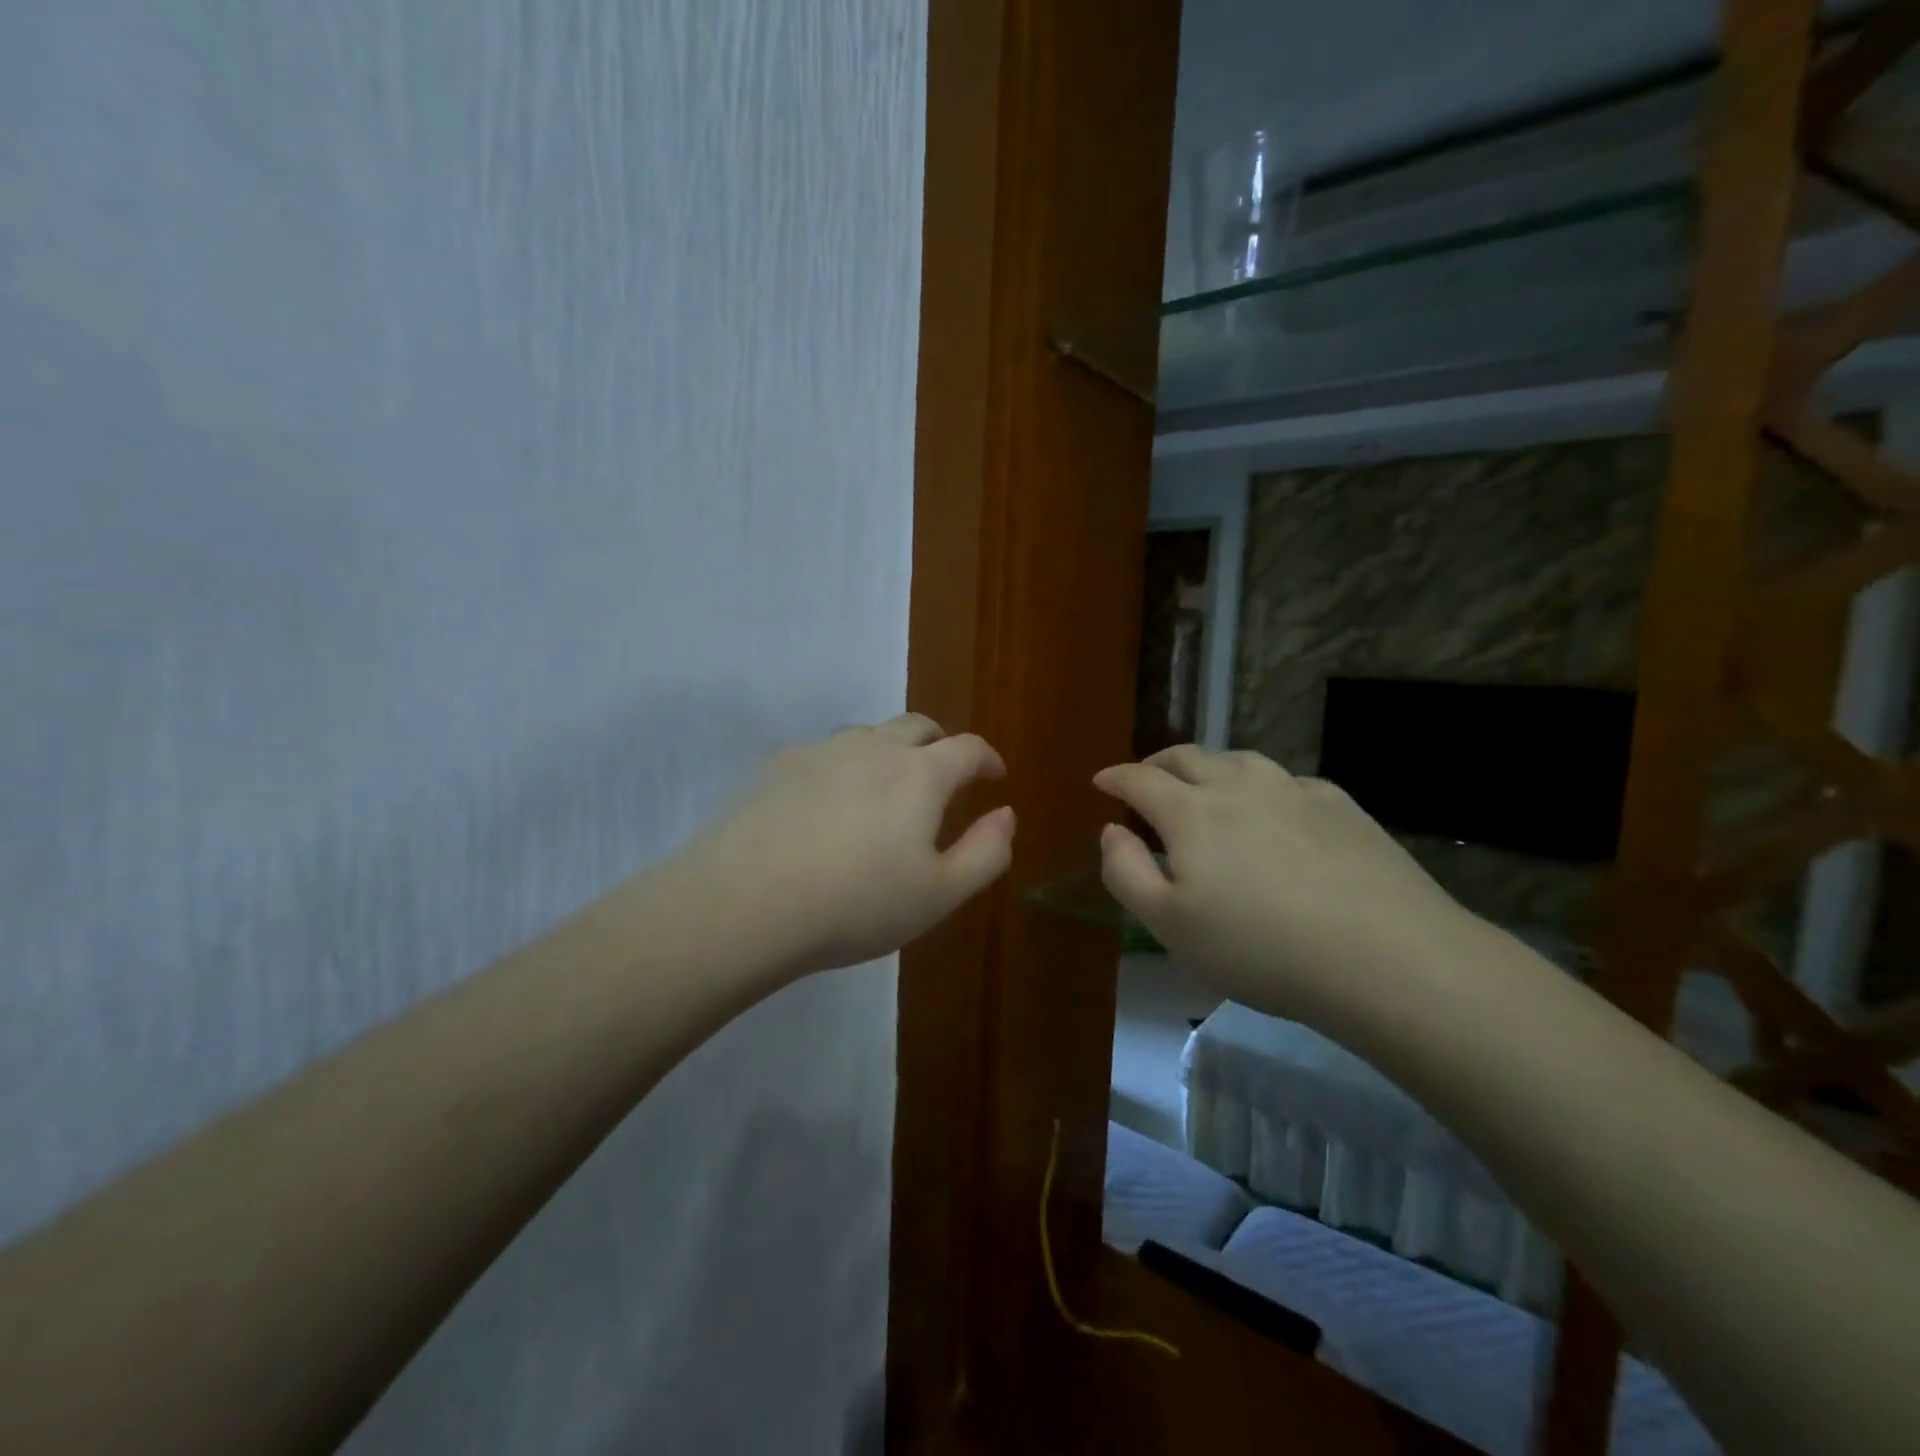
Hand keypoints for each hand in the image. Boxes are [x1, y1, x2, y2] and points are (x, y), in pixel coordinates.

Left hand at [669, 714, 1015, 978]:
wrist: (744, 904)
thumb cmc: (856, 904)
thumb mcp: (940, 895)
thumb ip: (986, 852)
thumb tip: (1006, 814)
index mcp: (919, 774)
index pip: (968, 748)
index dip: (987, 759)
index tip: (994, 776)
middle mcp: (872, 747)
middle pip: (917, 725)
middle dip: (940, 744)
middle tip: (944, 777)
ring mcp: (820, 751)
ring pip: (867, 734)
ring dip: (889, 750)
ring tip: (885, 788)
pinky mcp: (776, 766)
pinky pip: (822, 753)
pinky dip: (842, 766)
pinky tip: (826, 802)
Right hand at [1093, 745, 1472, 1032]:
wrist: (1387, 956)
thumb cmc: (1260, 947)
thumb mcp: (1169, 924)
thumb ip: (1126, 872)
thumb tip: (1111, 831)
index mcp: (1191, 811)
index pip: (1139, 779)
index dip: (1115, 777)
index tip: (1101, 781)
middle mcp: (1239, 784)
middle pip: (1187, 756)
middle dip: (1157, 763)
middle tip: (1146, 779)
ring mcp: (1293, 789)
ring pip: (1238, 761)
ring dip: (1209, 768)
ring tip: (1205, 789)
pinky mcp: (1340, 805)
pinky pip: (1286, 782)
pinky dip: (1262, 788)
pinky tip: (1274, 813)